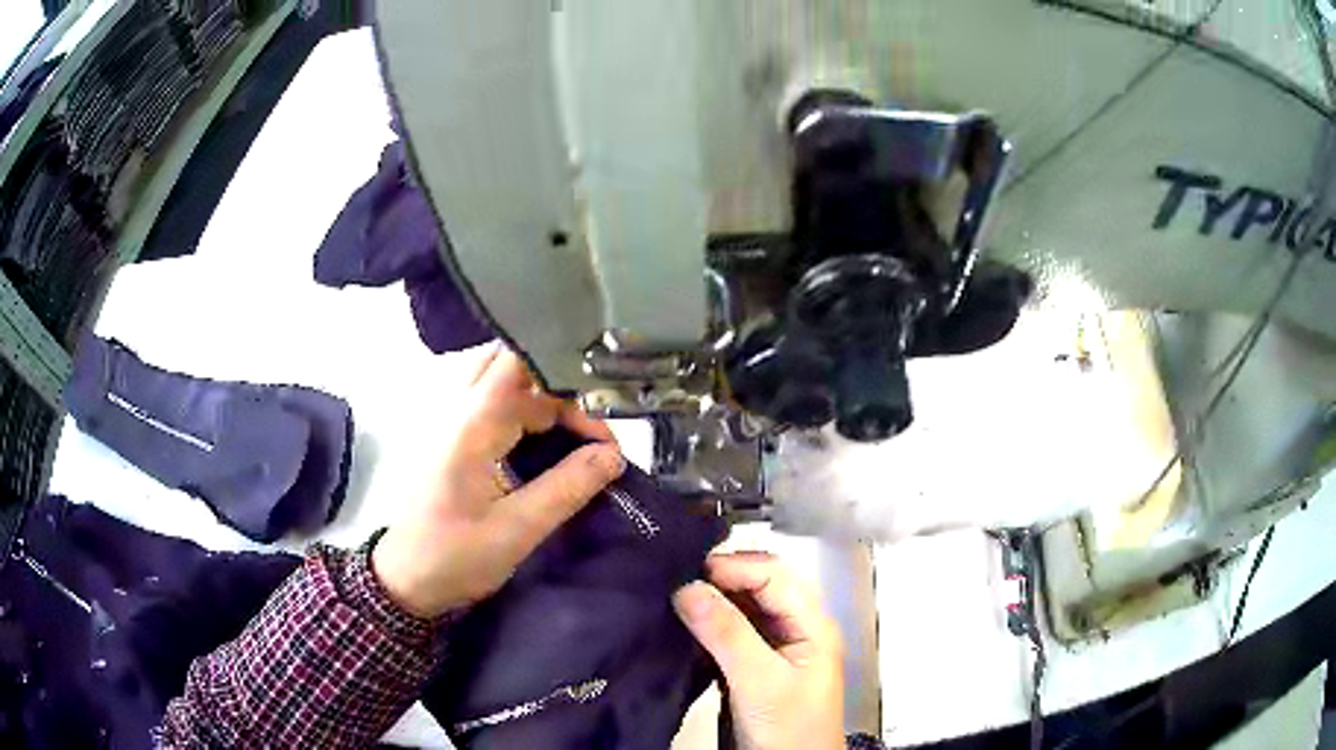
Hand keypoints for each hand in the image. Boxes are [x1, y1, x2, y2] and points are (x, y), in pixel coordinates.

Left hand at [373, 347, 623, 617]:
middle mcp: (456, 411)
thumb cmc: (455, 558)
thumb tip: (613, 455)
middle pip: (509, 364)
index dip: (566, 383)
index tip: (599, 427)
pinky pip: (489, 402)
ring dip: (537, 395)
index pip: (520, 368)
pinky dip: (522, 409)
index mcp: (470, 427)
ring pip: (498, 380)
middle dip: (554, 385)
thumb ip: (566, 488)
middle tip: (585, 427)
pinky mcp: (450, 438)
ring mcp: (449, 422)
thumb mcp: (517, 531)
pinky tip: (542, 440)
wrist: (404, 579)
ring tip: (570, 432)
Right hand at [674, 552, 844, 749]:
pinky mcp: (752, 664)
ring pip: (741, 607)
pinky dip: (706, 624)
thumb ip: (728, 634)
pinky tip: (681, 624)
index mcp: (811, 623)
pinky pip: (729, 631)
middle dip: (719, 578)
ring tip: (671, 597)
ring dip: (710, 600)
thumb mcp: (760, 682)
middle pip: (758, 585)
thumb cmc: (787, 728)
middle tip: (674, 580)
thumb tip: (686, 587)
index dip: (733, 567)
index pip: (773, 574)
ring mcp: (774, 646)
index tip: (687, 573)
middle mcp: (795, 626)